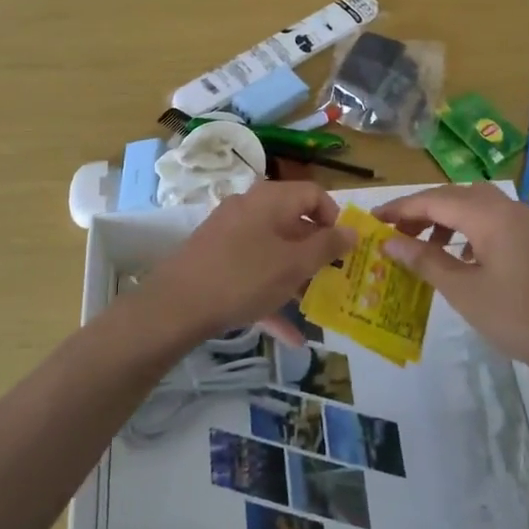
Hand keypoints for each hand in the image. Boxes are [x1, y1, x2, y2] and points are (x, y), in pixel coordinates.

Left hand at [146, 181, 354, 346]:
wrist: (175, 306)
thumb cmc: (245, 277)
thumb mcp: (294, 264)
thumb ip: (328, 246)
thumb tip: (353, 230)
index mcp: (271, 199)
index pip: (314, 193)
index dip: (334, 219)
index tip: (344, 249)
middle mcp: (250, 208)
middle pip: (293, 222)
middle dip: (316, 253)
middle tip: (333, 280)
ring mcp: (229, 234)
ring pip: (273, 251)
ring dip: (295, 278)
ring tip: (313, 307)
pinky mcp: (215, 259)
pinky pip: (253, 271)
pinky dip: (271, 294)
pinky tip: (289, 335)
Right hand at [376, 183, 528, 379]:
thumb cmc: (518, 316)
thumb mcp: (463, 291)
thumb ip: (424, 260)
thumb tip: (389, 241)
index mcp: (487, 214)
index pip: (433, 200)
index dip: (400, 209)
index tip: (372, 220)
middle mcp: (505, 206)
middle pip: (453, 196)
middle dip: (420, 211)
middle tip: (392, 233)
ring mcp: (522, 220)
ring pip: (472, 205)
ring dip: (443, 218)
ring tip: (421, 245)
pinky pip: (489, 219)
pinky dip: (466, 229)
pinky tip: (458, 256)